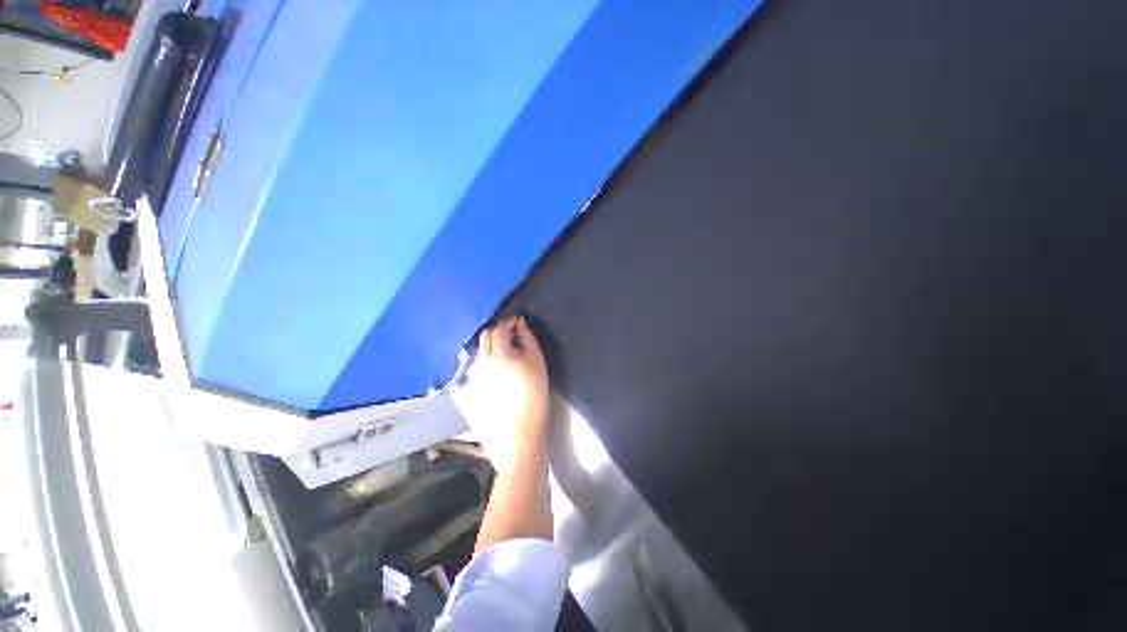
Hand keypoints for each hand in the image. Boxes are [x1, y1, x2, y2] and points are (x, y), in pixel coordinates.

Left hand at [462, 316, 549, 473]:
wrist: (517, 431)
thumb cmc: (533, 393)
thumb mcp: (537, 362)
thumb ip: (528, 339)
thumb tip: (521, 324)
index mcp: (497, 352)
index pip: (500, 328)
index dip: (510, 323)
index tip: (520, 323)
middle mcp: (482, 360)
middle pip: (486, 336)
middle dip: (499, 331)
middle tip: (515, 337)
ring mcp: (476, 374)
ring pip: (482, 350)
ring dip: (493, 345)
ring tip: (509, 354)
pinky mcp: (475, 386)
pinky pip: (480, 364)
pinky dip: (489, 358)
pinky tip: (501, 369)